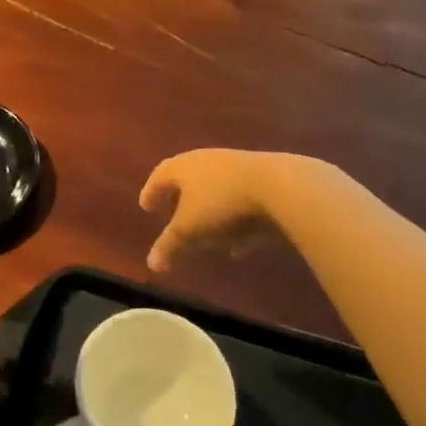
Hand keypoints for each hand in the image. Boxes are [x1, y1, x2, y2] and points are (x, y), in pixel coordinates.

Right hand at [140, 149, 322, 271]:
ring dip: (208, 212)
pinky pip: (239, 201)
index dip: (151, 192)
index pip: (160, 176)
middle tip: (171, 216)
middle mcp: (206, 161)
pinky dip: (233, 220)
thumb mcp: (190, 230)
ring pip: (215, 191)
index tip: (145, 206)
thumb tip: (151, 263)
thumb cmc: (222, 204)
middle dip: (179, 200)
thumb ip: (170, 245)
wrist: (280, 187)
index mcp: (183, 167)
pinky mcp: (263, 180)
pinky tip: (239, 244)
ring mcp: (236, 168)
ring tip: (206, 236)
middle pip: (187, 180)